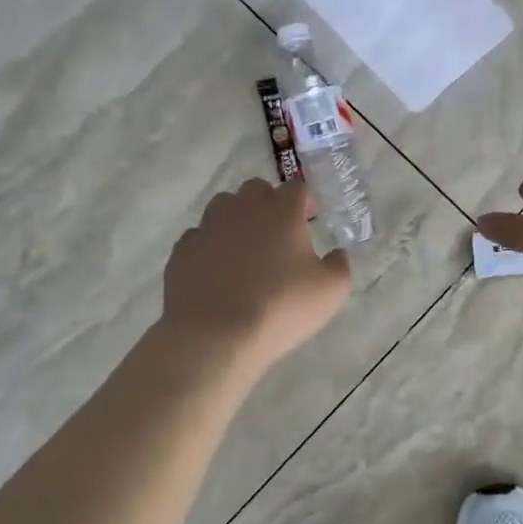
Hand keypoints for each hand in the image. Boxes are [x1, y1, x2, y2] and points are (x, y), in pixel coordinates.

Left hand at [162, 178, 350, 368]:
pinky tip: (217, 269)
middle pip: (256, 189)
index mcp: (282, 213)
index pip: (296, 187)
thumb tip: (336, 254)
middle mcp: (243, 210)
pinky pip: (199, 236)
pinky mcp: (182, 250)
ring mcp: (208, 227)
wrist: (215, 335)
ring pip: (223, 206)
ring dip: (236, 218)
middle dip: (269, 203)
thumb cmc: (280, 308)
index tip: (310, 219)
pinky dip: (210, 245)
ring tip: (244, 247)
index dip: (305, 200)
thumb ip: (339, 266)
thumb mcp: (331, 292)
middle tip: (278, 232)